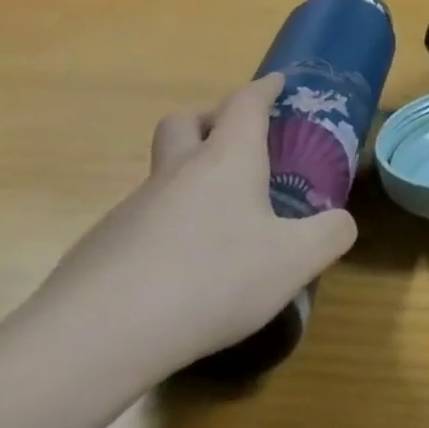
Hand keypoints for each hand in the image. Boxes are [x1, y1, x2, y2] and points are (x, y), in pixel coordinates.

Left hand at [28, 74, 357, 382]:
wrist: (90, 343)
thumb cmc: (210, 281)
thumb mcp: (296, 260)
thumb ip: (330, 234)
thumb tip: (338, 223)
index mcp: (226, 160)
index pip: (245, 103)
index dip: (264, 88)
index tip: (278, 84)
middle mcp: (176, 174)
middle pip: (184, 122)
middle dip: (210, 119)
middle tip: (237, 142)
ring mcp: (129, 211)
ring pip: (162, 176)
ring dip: (189, 182)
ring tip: (221, 226)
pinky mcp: (97, 252)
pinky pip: (141, 224)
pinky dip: (166, 231)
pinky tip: (181, 276)